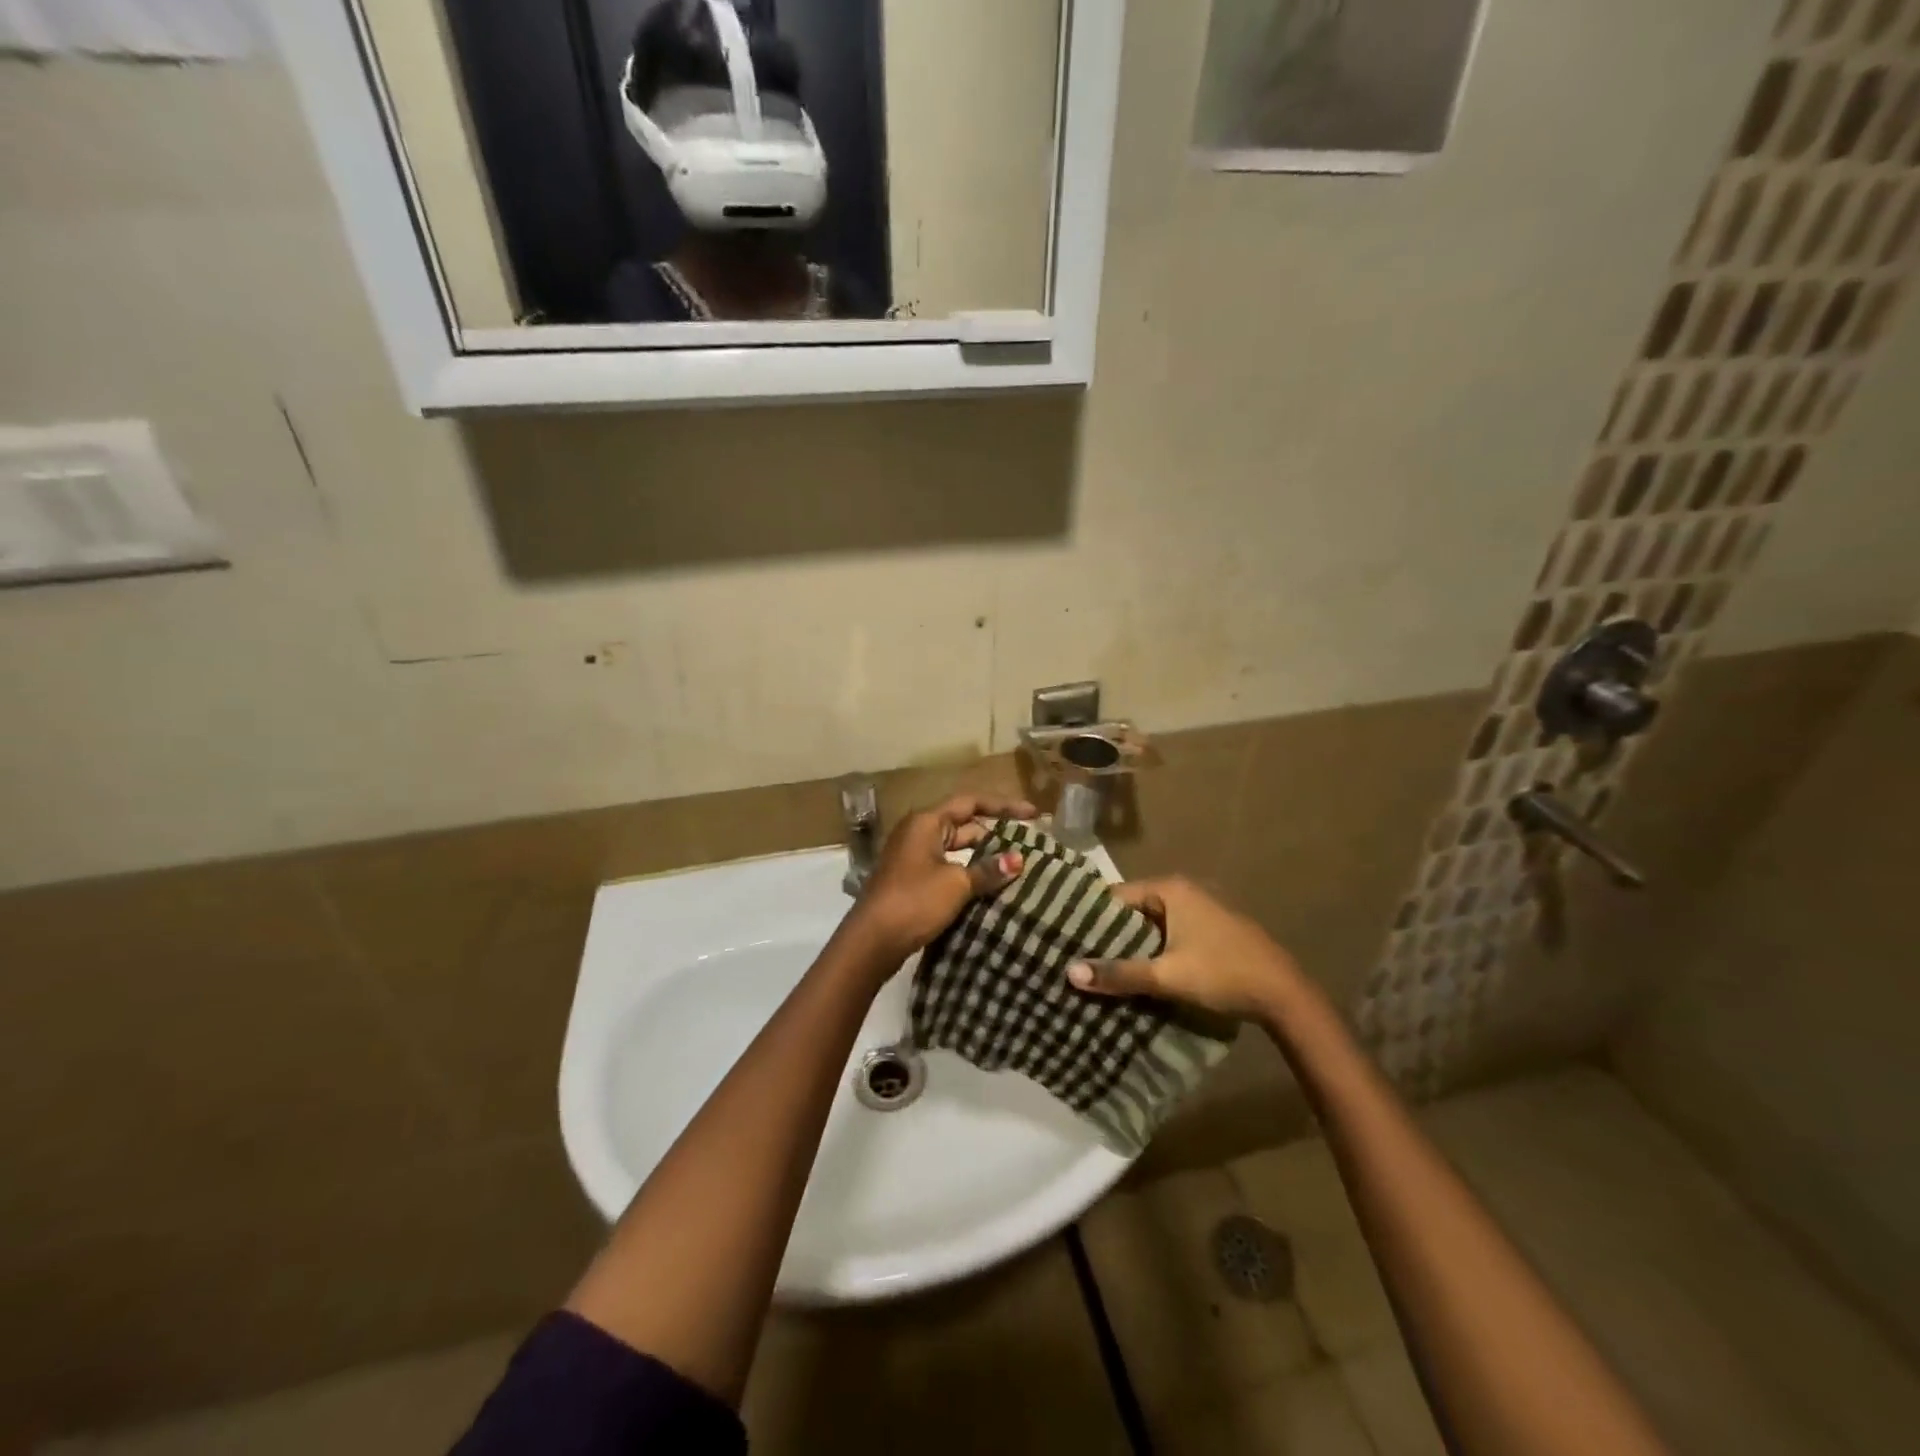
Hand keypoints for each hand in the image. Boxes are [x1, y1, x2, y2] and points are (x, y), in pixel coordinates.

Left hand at [844, 793, 1036, 966]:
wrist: (872, 941)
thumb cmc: (914, 901)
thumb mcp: (956, 883)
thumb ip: (988, 869)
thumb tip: (1019, 859)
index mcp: (926, 822)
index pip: (971, 802)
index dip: (1003, 806)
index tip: (1033, 814)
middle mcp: (918, 833)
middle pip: (963, 824)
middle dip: (994, 834)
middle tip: (1028, 845)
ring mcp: (913, 857)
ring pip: (956, 849)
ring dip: (982, 856)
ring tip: (1015, 867)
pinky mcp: (912, 880)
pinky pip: (947, 867)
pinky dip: (968, 872)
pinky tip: (989, 887)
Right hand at [1066, 876, 1307, 1021]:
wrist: (1284, 995)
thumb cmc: (1223, 973)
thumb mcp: (1167, 975)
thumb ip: (1120, 973)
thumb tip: (1070, 973)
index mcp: (1171, 889)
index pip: (1116, 897)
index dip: (1092, 918)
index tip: (1068, 939)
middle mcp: (1184, 891)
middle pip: (1133, 911)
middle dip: (1110, 935)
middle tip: (1080, 957)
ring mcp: (1200, 910)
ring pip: (1152, 925)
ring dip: (1133, 946)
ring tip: (1102, 968)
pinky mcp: (1210, 930)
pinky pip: (1169, 934)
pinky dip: (1154, 950)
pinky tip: (1140, 973)